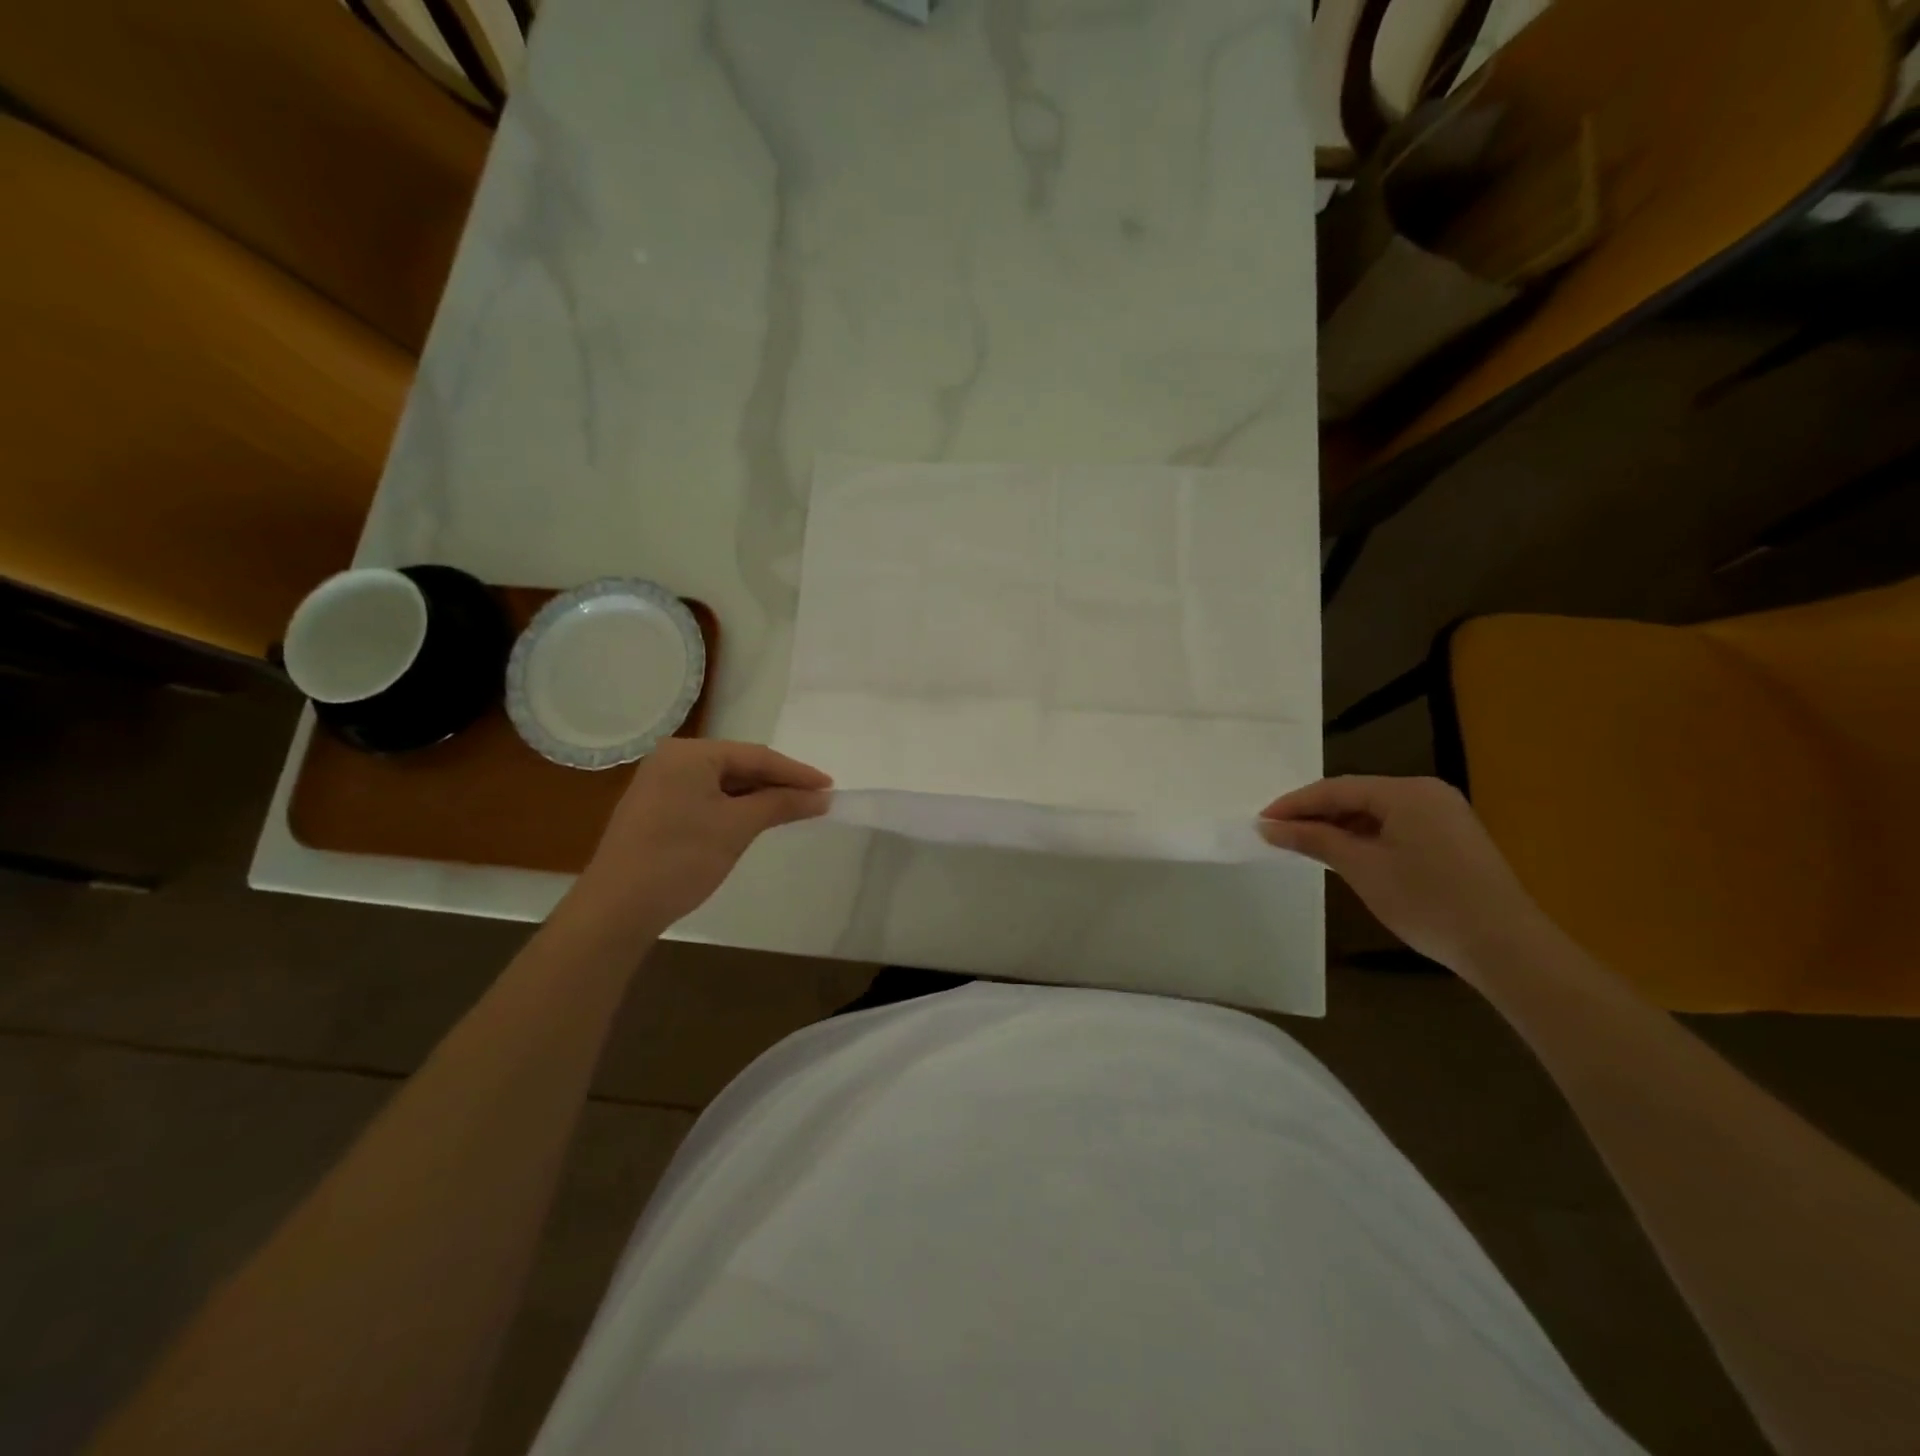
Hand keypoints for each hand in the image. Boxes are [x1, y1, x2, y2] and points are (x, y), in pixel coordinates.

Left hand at [573, 739, 831, 932]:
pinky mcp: (657, 808)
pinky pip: (706, 797)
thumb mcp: (738, 827)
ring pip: (723, 783)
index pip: (756, 755)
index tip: (830, 787)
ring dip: (758, 796)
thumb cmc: (680, 858)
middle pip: (739, 765)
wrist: (616, 908)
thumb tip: (822, 796)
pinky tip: (757, 819)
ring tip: (795, 809)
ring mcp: (661, 783)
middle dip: (778, 783)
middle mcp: (672, 759)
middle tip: (817, 798)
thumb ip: (781, 803)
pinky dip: (734, 807)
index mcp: (689, 753)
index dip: (796, 772)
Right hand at [1259, 776, 1553, 974]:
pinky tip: (1344, 854)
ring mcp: (1444, 814)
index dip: (1294, 804)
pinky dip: (1365, 837)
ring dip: (1338, 827)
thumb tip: (1269, 827)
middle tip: (1277, 833)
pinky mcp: (1452, 837)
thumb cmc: (1426, 901)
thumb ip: (1314, 840)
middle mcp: (1427, 792)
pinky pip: (1396, 826)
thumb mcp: (1361, 868)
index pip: (1336, 788)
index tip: (1260, 821)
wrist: (1505, 947)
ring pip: (1376, 812)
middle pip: (1356, 795)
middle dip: (1315, 814)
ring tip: (1303, 845)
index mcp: (1407, 791)